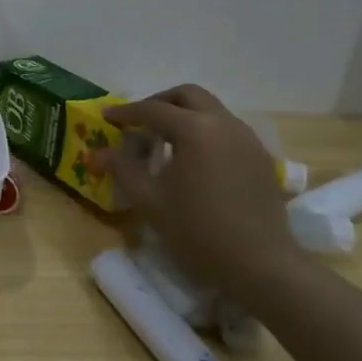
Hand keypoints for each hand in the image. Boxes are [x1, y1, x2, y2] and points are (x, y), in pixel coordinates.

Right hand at [97, 85, 300, 298]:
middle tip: (139, 122)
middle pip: (188, 95)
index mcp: (195, 129)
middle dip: (160, 102)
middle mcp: (224, 124)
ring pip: (211, 110)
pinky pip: (226, 130)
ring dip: (184, 115)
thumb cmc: (198, 230)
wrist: (262, 265)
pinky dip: (204, 131)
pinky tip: (193, 159)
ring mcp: (247, 139)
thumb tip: (99, 152)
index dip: (125, 112)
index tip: (106, 117)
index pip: (152, 110)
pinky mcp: (260, 158)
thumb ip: (122, 169)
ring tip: (164, 140)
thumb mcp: (149, 200)